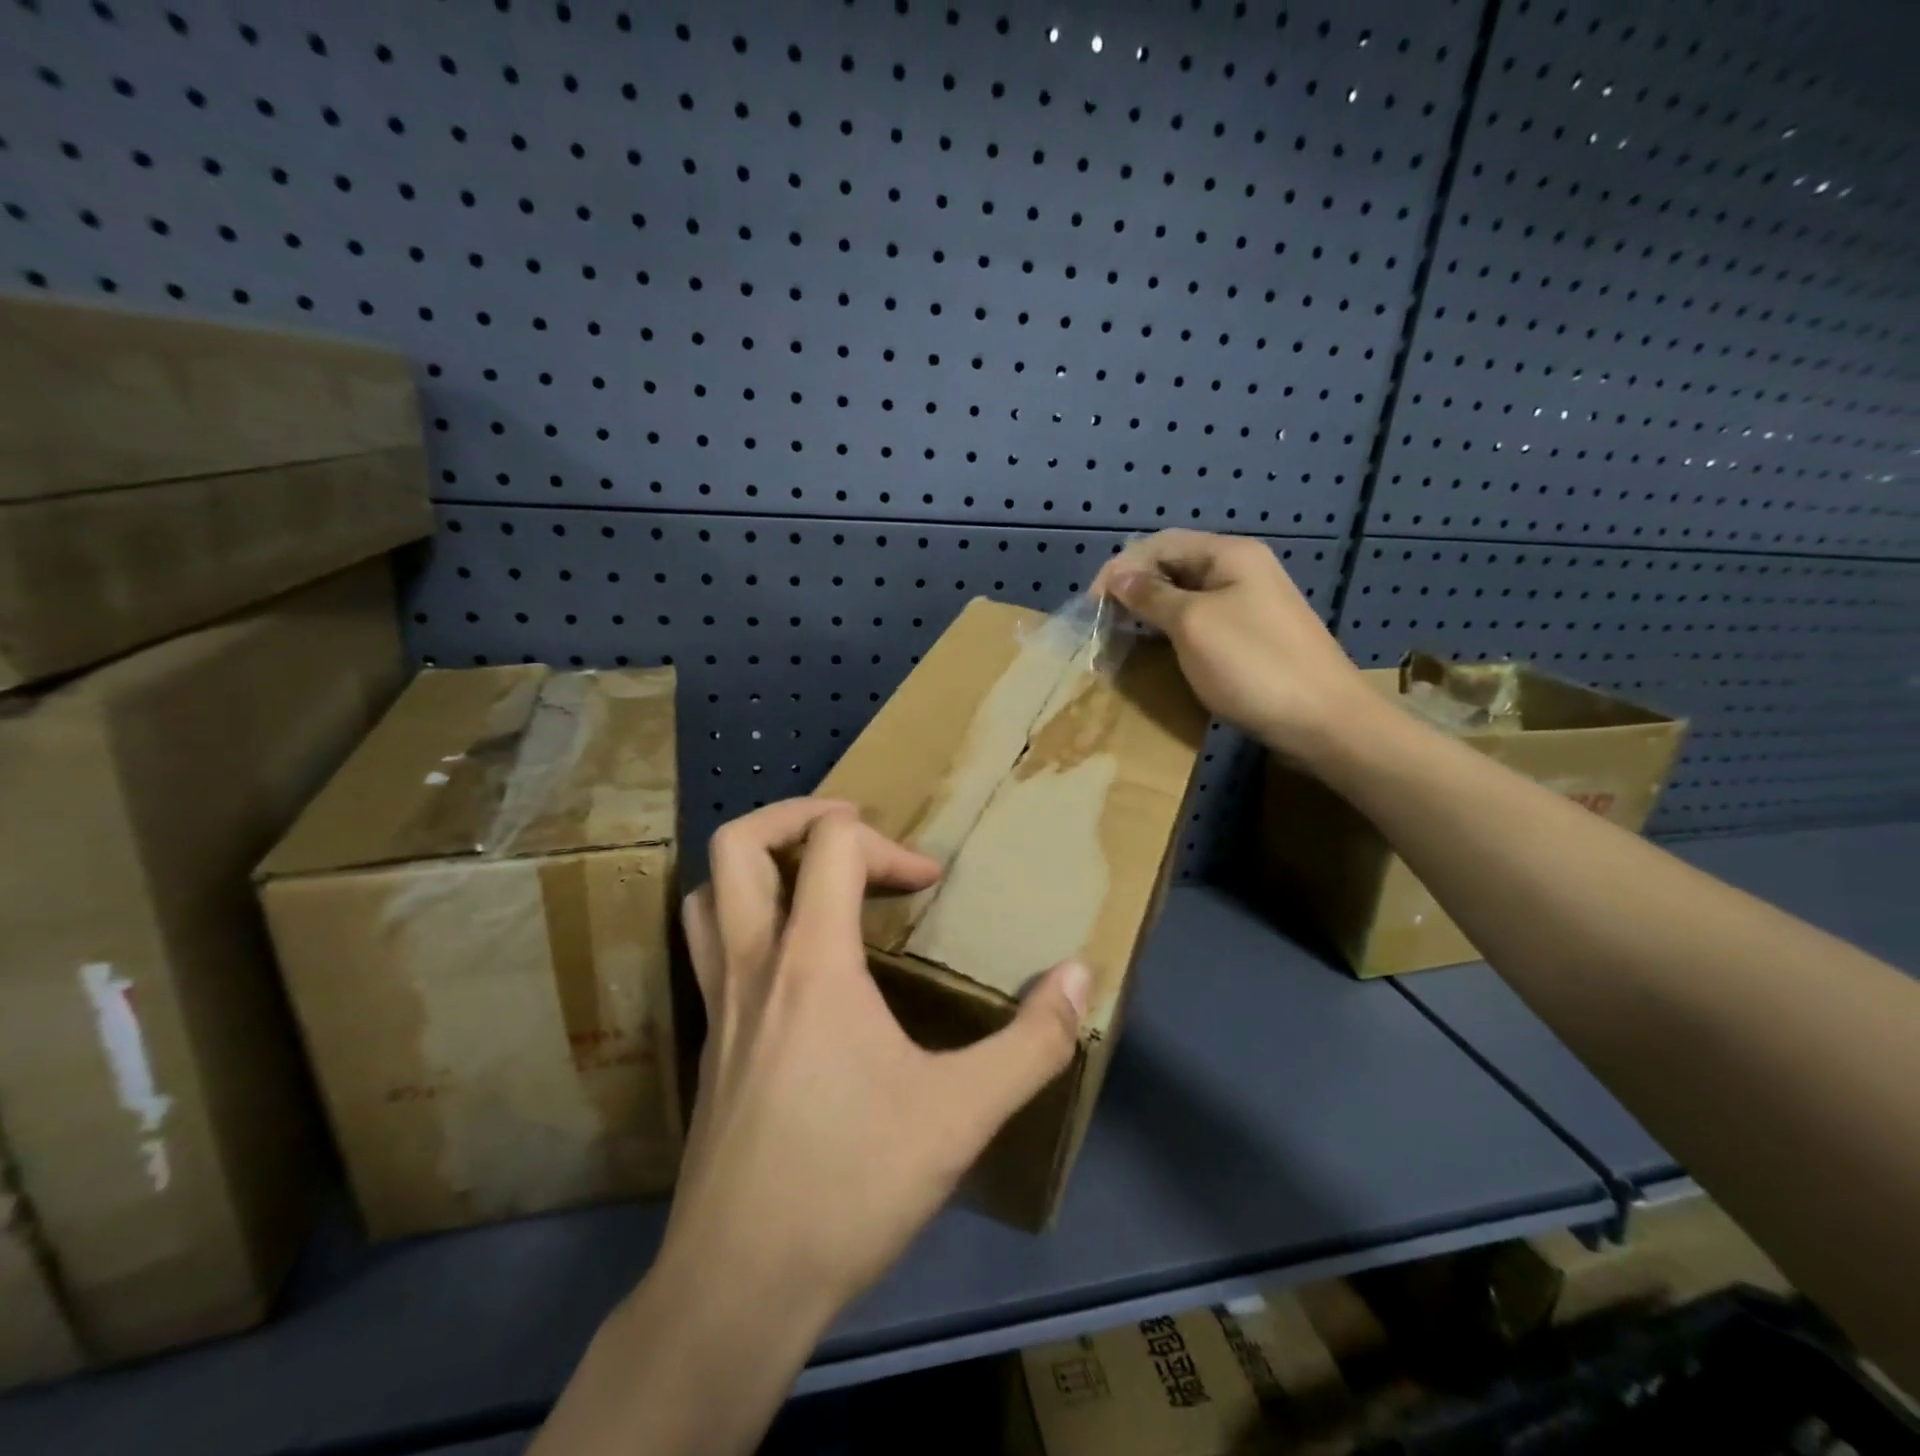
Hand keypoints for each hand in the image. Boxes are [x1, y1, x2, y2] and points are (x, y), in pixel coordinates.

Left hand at [668, 799, 1088, 1326]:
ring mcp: (720, 1002)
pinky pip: (711, 947)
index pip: (831, 844)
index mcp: (811, 961)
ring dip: (759, 866)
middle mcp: (753, 964)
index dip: (888, 844)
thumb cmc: (851, 1184)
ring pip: (707, 893)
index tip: (928, 884)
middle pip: (738, 845)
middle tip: (853, 833)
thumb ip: (1033, 1042)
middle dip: (798, 816)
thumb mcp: (962, 1114)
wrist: (738, 1286)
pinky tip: (795, 965)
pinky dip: (747, 920)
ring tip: (814, 881)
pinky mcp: (711, 1042)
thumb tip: (1079, 975)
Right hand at [1092, 530, 1370, 760]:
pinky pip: (1202, 621)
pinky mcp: (1252, 636)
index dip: (1121, 567)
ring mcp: (1250, 604)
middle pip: (1175, 565)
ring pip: (1187, 596)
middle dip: (1135, 588)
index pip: (1161, 543)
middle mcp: (1241, 570)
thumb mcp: (1193, 625)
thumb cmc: (1253, 665)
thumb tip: (1118, 576)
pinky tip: (1158, 651)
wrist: (1324, 720)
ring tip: (1122, 636)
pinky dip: (1173, 630)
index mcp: (1230, 554)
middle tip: (1104, 621)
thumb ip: (1152, 596)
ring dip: (1151, 611)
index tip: (1093, 603)